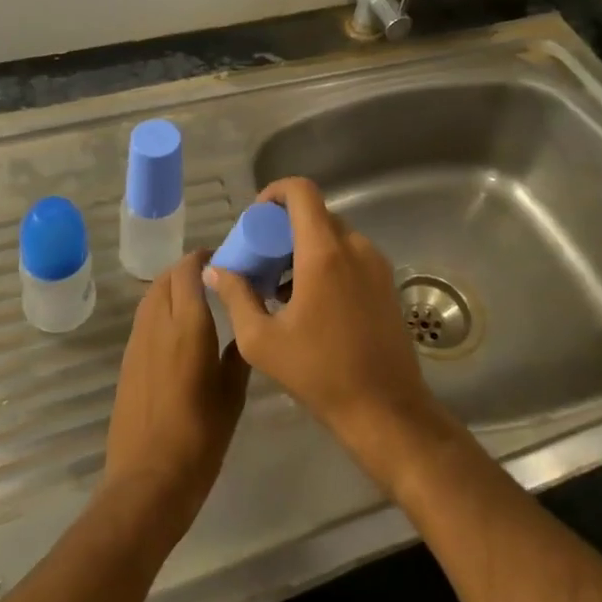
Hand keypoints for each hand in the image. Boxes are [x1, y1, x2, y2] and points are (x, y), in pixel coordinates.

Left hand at [101, 251, 249, 543]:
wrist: (148, 480)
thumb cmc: (200, 437)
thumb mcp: (232, 394)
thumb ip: (237, 353)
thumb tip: (245, 327)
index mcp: (188, 326)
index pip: (188, 271)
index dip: (203, 257)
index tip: (225, 258)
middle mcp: (158, 324)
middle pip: (166, 278)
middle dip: (188, 269)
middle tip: (215, 277)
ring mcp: (137, 342)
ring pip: (152, 296)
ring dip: (172, 287)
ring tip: (199, 298)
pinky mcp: (127, 360)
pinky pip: (144, 319)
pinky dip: (161, 309)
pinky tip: (180, 329)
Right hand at [204, 178, 453, 486]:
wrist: (386, 410)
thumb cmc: (319, 373)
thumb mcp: (261, 340)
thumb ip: (235, 296)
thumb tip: (214, 271)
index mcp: (324, 252)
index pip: (302, 191)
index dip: (275, 193)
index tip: (255, 218)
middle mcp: (355, 248)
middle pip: (315, 214)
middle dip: (283, 228)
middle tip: (260, 259)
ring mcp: (376, 265)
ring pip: (333, 236)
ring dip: (304, 248)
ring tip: (279, 286)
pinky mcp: (386, 284)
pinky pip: (350, 256)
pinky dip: (325, 263)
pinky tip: (307, 302)